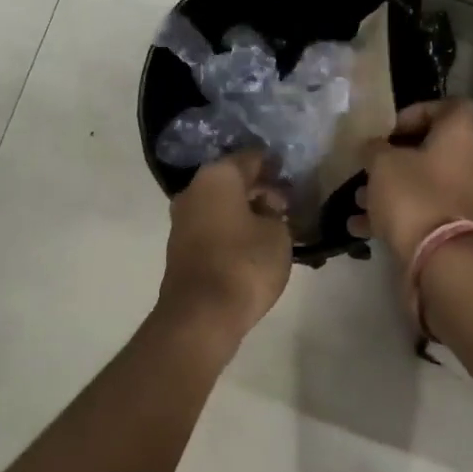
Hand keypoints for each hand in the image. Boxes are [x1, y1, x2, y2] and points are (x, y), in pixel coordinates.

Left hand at [158, 150, 292, 343]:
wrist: (201, 313)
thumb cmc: (244, 263)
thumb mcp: (277, 233)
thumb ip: (275, 213)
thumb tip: (265, 208)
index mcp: (217, 176)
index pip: (250, 158)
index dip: (273, 164)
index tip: (291, 174)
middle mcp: (194, 190)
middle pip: (232, 180)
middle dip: (260, 189)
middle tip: (288, 203)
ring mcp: (182, 219)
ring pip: (221, 204)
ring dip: (246, 210)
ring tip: (275, 225)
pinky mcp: (181, 246)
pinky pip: (213, 225)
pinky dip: (232, 228)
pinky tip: (254, 242)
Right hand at [354, 99, 472, 266]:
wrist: (443, 259)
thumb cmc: (414, 196)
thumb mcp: (382, 164)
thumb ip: (374, 149)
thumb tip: (374, 148)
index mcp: (462, 137)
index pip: (452, 106)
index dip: (419, 111)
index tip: (390, 129)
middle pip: (435, 149)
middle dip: (397, 158)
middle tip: (370, 166)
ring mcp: (470, 198)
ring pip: (427, 184)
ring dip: (392, 189)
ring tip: (359, 200)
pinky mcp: (461, 229)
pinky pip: (426, 212)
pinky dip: (398, 216)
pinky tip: (363, 229)